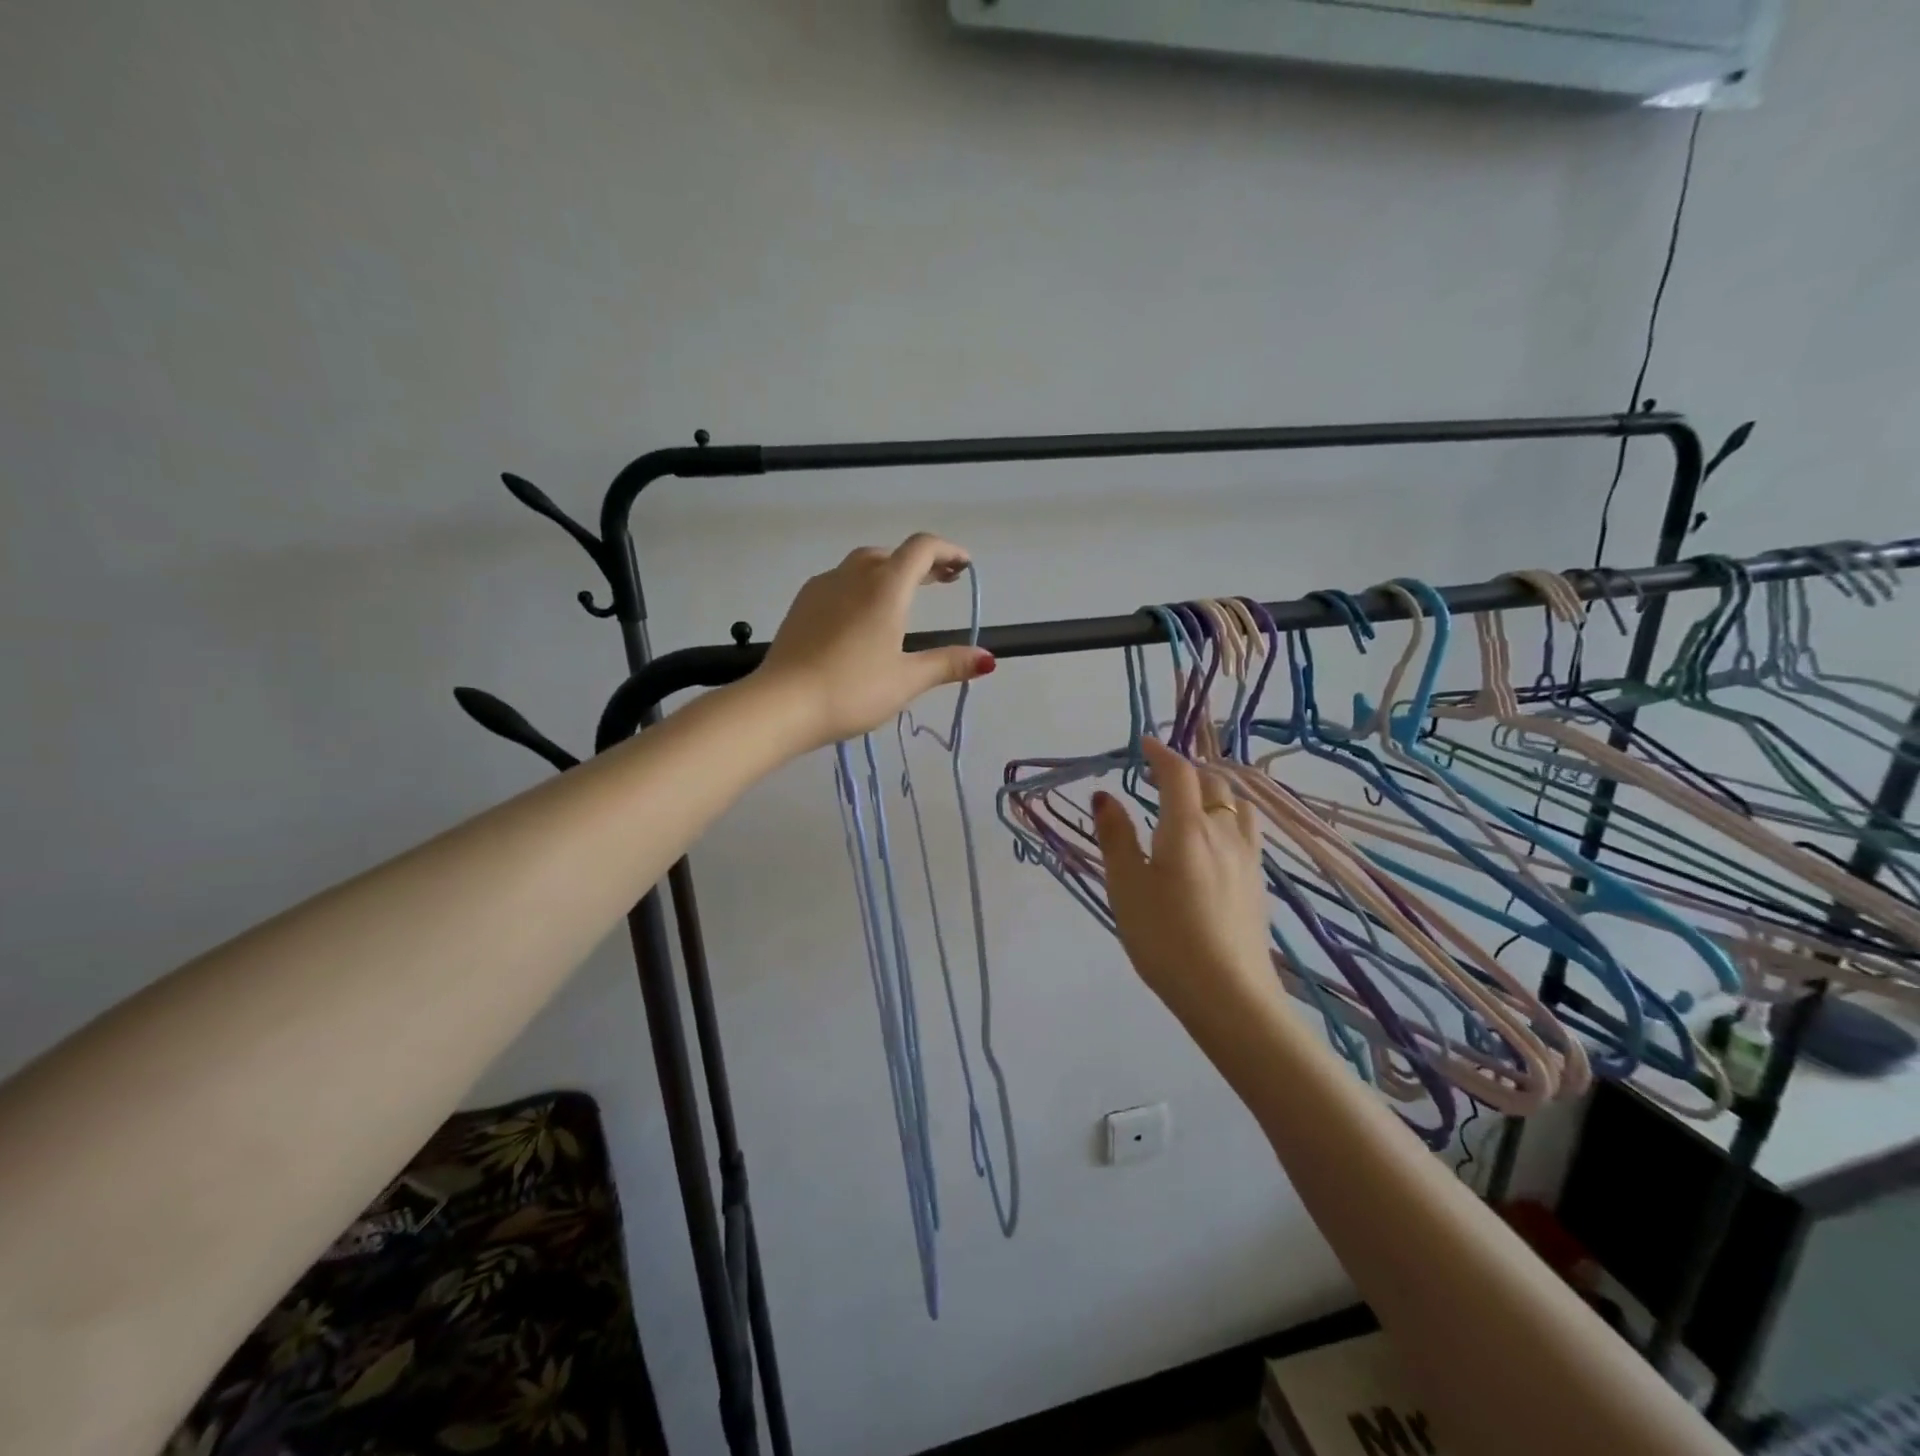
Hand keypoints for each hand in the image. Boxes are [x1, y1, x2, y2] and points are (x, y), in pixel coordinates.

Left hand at [757, 533, 995, 750]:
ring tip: (902, 599)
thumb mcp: (906, 680)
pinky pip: (839, 582)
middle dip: (920, 563)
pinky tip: (860, 617)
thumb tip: (988, 659)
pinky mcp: (801, 605)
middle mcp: (853, 576)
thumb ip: (947, 664)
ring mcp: (822, 587)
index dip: (947, 551)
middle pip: (892, 554)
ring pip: (862, 565)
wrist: (781, 704)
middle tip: (940, 583)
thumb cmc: (852, 690)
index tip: (964, 566)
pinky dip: (860, 587)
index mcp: (886, 588)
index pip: (921, 549)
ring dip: (888, 572)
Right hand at [1092, 740, 1276, 1026]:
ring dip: (1215, 789)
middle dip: (1187, 769)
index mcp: (1187, 827)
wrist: (1228, 993)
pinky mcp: (1258, 881)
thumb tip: (1104, 795)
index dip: (1160, 753)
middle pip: (1213, 782)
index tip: (1143, 744)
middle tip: (1162, 774)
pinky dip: (1229, 814)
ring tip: (1195, 798)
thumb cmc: (1165, 937)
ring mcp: (1247, 857)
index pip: (1178, 773)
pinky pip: (1247, 829)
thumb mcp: (1126, 885)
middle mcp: (1223, 832)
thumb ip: (1116, 836)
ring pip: (1237, 804)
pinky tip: (1218, 838)